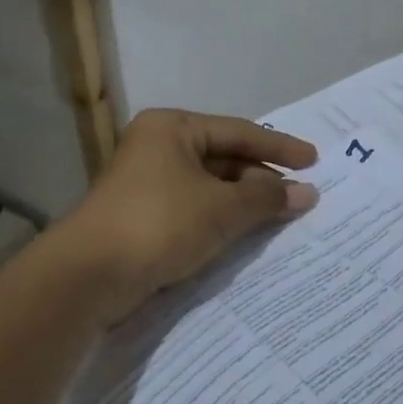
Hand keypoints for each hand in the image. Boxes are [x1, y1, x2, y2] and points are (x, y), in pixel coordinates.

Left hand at [57, 109, 318, 305]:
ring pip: (210, 186)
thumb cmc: (159, 223)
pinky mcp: (143, 215)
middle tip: (299, 198)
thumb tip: (307, 192)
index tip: (314, 161)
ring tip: (279, 219)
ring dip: (243, 202)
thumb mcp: (221, 208)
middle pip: (224, 157)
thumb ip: (267, 197)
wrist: (88, 275)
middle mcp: (159, 146)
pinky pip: (195, 208)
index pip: (239, 132)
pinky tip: (244, 234)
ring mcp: (148, 182)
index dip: (280, 148)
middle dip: (261, 179)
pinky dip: (221, 218)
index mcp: (173, 128)